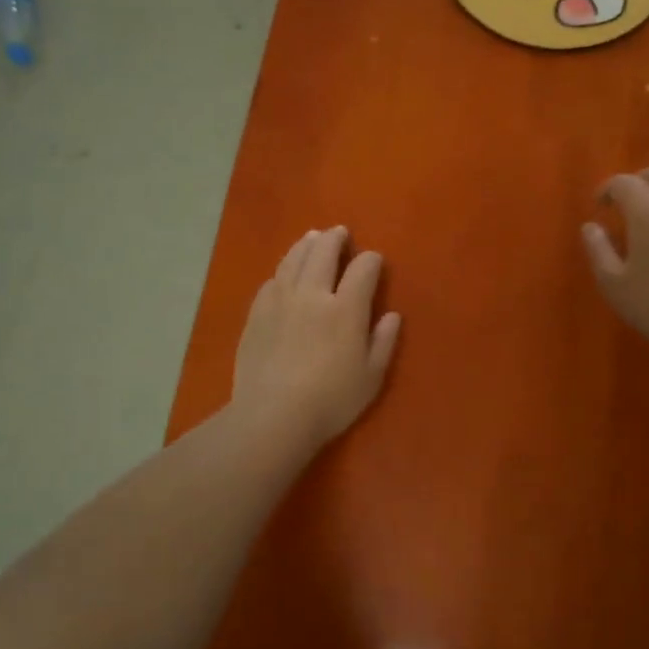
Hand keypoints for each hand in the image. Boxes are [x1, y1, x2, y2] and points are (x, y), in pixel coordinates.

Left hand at [233, 226, 401, 448]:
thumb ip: (383, 342)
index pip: (362, 269)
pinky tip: (284, 273)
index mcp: (346, 309)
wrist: (273, 416)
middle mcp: (313, 295)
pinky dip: (282, 271)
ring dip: (306, 245)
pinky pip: (271, 282)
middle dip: (334, 239)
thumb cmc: (331, 401)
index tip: (374, 260)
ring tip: (312, 237)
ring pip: (293, 260)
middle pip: (323, 253)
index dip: (370, 260)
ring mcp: (280, 302)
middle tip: (340, 232)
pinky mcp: (257, 315)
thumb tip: (392, 316)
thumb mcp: (371, 377)